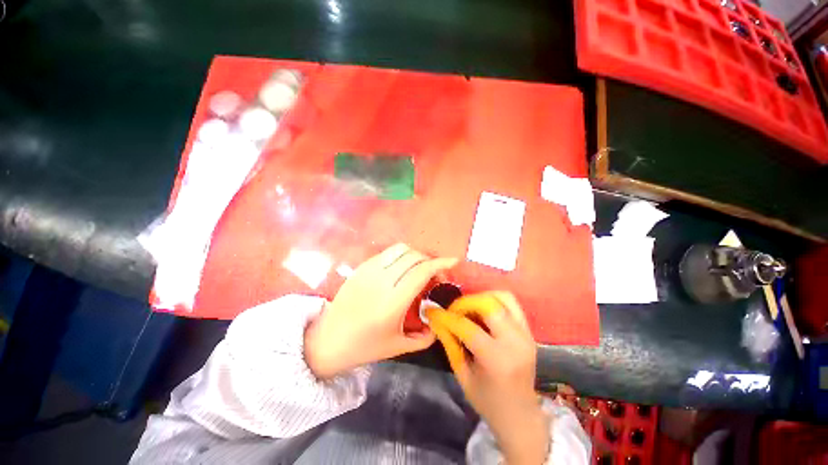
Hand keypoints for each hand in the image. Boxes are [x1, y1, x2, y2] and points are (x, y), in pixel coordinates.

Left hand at [304, 244, 457, 378]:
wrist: (327, 339)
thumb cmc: (364, 346)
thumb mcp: (398, 346)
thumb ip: (425, 336)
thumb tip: (438, 321)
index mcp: (392, 302)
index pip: (421, 271)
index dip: (440, 263)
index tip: (453, 261)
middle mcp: (381, 280)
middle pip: (414, 256)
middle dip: (430, 260)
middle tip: (435, 275)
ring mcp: (369, 270)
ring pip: (400, 249)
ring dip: (416, 255)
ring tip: (419, 269)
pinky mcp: (361, 266)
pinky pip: (388, 253)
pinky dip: (401, 256)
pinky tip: (402, 270)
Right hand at [436, 292, 548, 464]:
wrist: (520, 416)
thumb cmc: (488, 401)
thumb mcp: (463, 375)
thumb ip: (450, 344)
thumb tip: (437, 320)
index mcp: (497, 359)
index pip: (468, 327)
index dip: (447, 317)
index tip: (432, 312)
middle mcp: (515, 342)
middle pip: (489, 304)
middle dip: (466, 302)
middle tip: (454, 310)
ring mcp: (525, 334)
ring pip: (503, 297)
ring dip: (481, 298)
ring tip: (469, 308)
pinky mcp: (529, 331)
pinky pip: (511, 304)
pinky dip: (494, 300)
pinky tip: (482, 311)